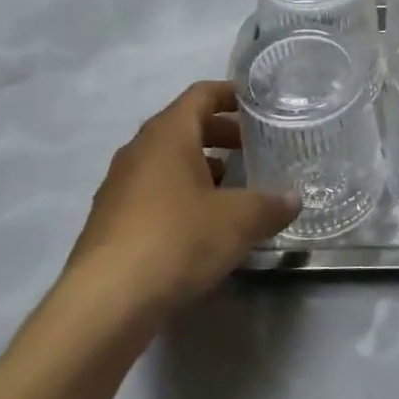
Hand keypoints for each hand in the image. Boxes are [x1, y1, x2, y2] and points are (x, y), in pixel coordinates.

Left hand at [64, 81, 298, 316]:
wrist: (105, 304)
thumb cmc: (177, 240)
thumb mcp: (238, 221)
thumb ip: (270, 205)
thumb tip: (293, 199)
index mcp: (168, 134)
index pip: (201, 94)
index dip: (231, 94)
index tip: (259, 104)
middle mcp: (138, 150)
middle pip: (184, 126)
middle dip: (221, 134)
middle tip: (254, 149)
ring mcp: (118, 186)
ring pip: (167, 162)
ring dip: (201, 168)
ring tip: (234, 190)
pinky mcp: (110, 222)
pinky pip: (152, 193)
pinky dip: (180, 196)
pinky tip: (202, 226)